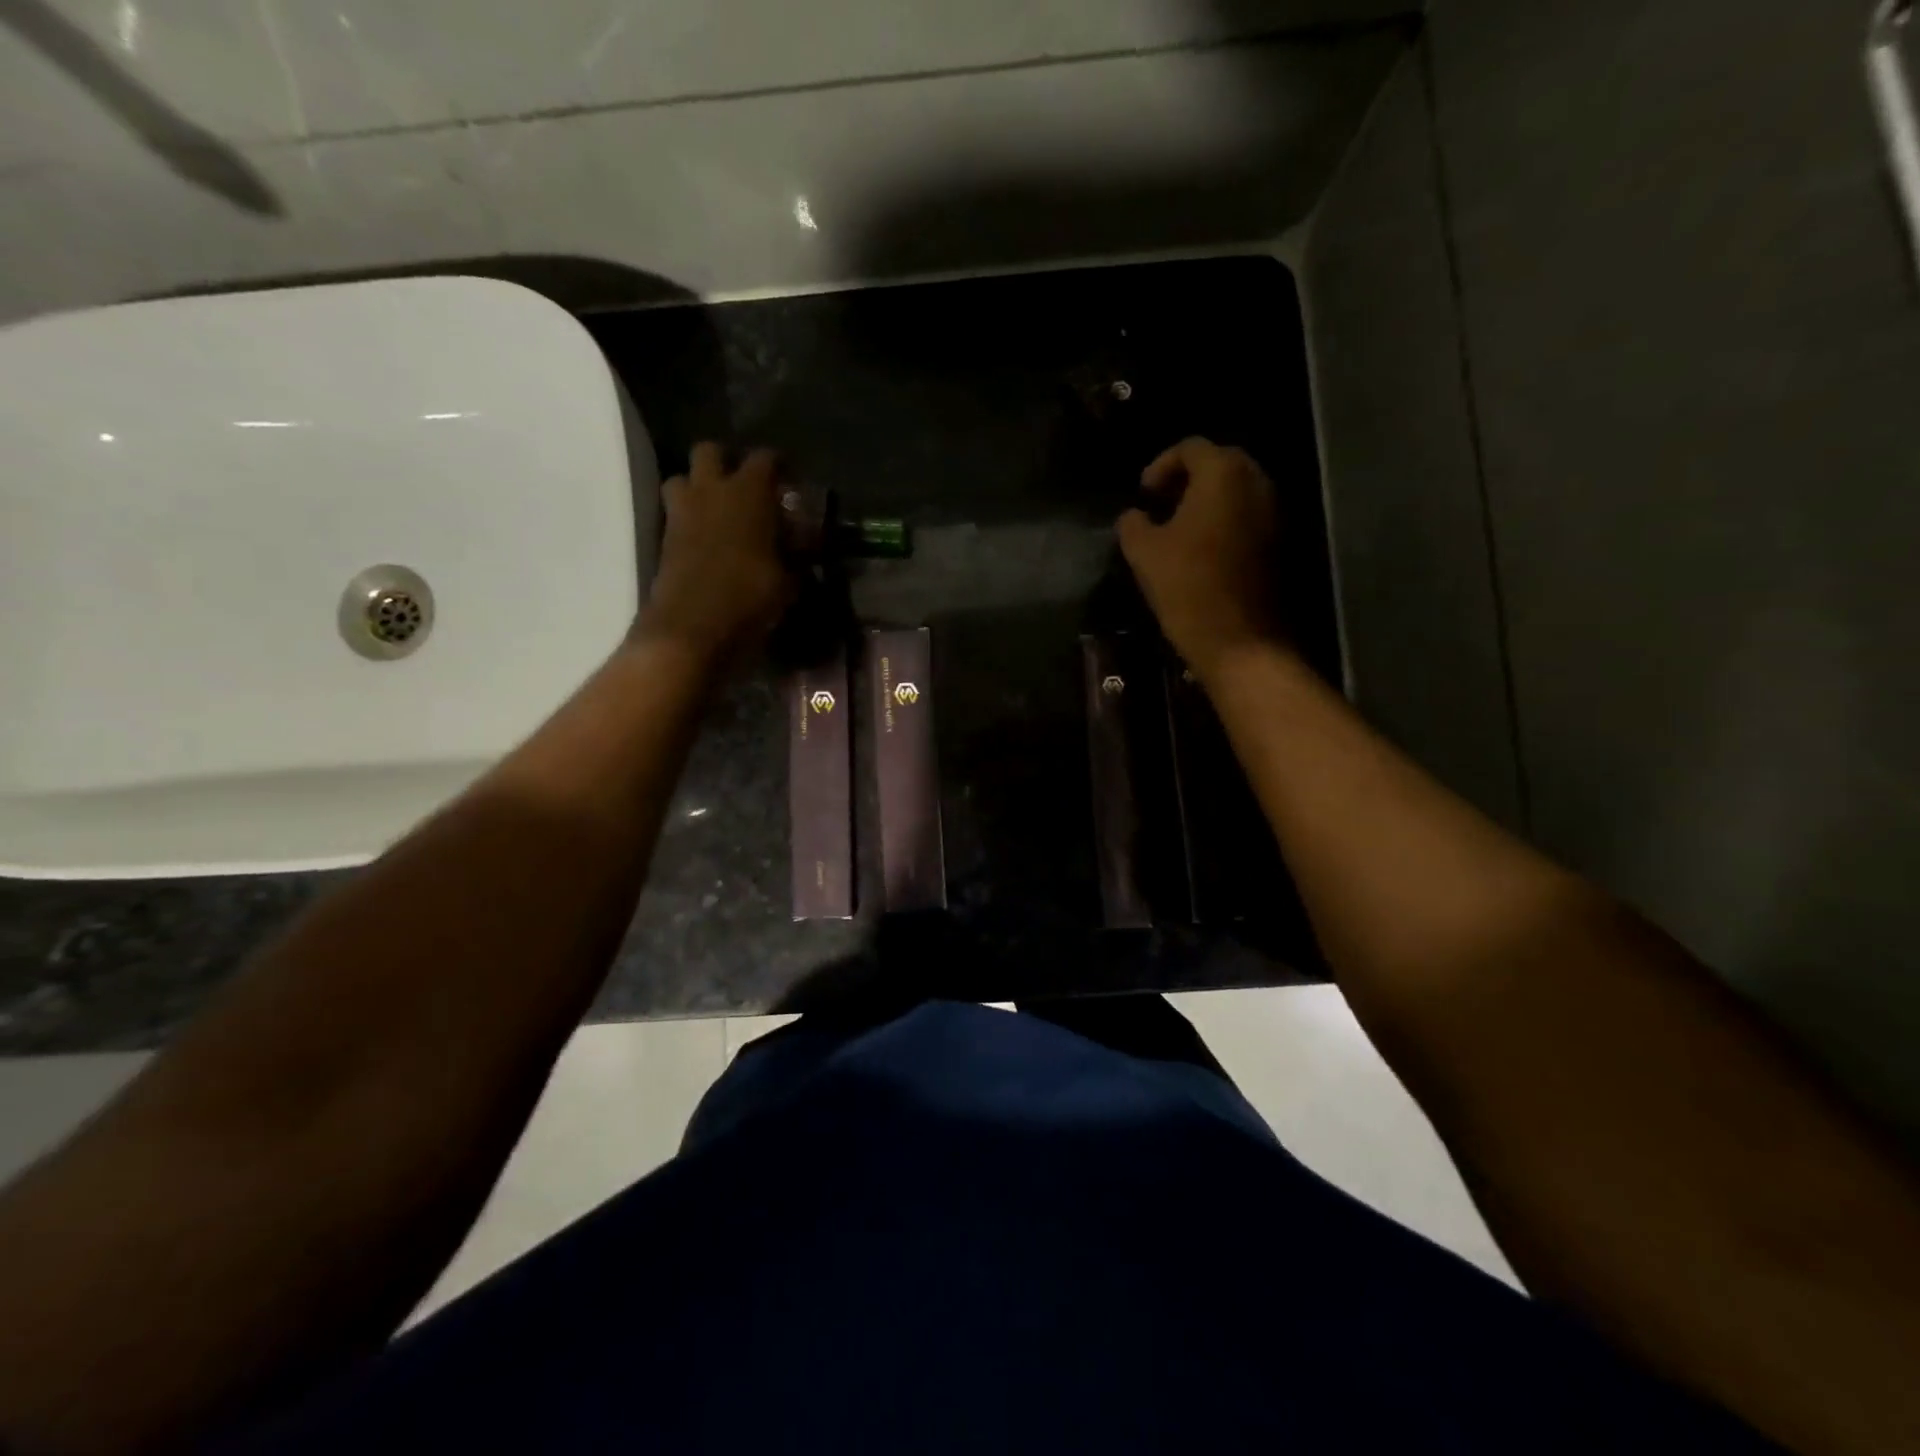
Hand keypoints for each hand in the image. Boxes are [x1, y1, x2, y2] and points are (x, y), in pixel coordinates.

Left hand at [636, 444, 794, 661]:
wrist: (692, 627)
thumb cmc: (750, 597)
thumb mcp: (788, 580)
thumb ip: (795, 554)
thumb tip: (802, 544)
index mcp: (748, 492)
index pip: (765, 458)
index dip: (779, 465)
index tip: (790, 479)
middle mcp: (711, 490)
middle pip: (710, 450)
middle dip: (727, 462)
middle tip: (745, 486)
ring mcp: (681, 512)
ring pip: (682, 477)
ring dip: (699, 486)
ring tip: (720, 510)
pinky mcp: (664, 537)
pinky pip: (676, 512)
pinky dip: (691, 517)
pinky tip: (709, 539)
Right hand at [1117, 438, 1286, 681]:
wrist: (1239, 639)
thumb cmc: (1187, 587)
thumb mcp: (1144, 553)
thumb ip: (1134, 524)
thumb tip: (1134, 516)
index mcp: (1224, 475)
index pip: (1191, 448)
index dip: (1161, 465)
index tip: (1143, 494)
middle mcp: (1257, 482)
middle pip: (1219, 464)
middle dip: (1187, 479)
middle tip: (1160, 505)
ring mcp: (1274, 512)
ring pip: (1236, 491)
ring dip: (1206, 501)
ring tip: (1177, 529)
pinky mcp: (1280, 542)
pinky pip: (1248, 516)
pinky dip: (1224, 521)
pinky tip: (1201, 549)